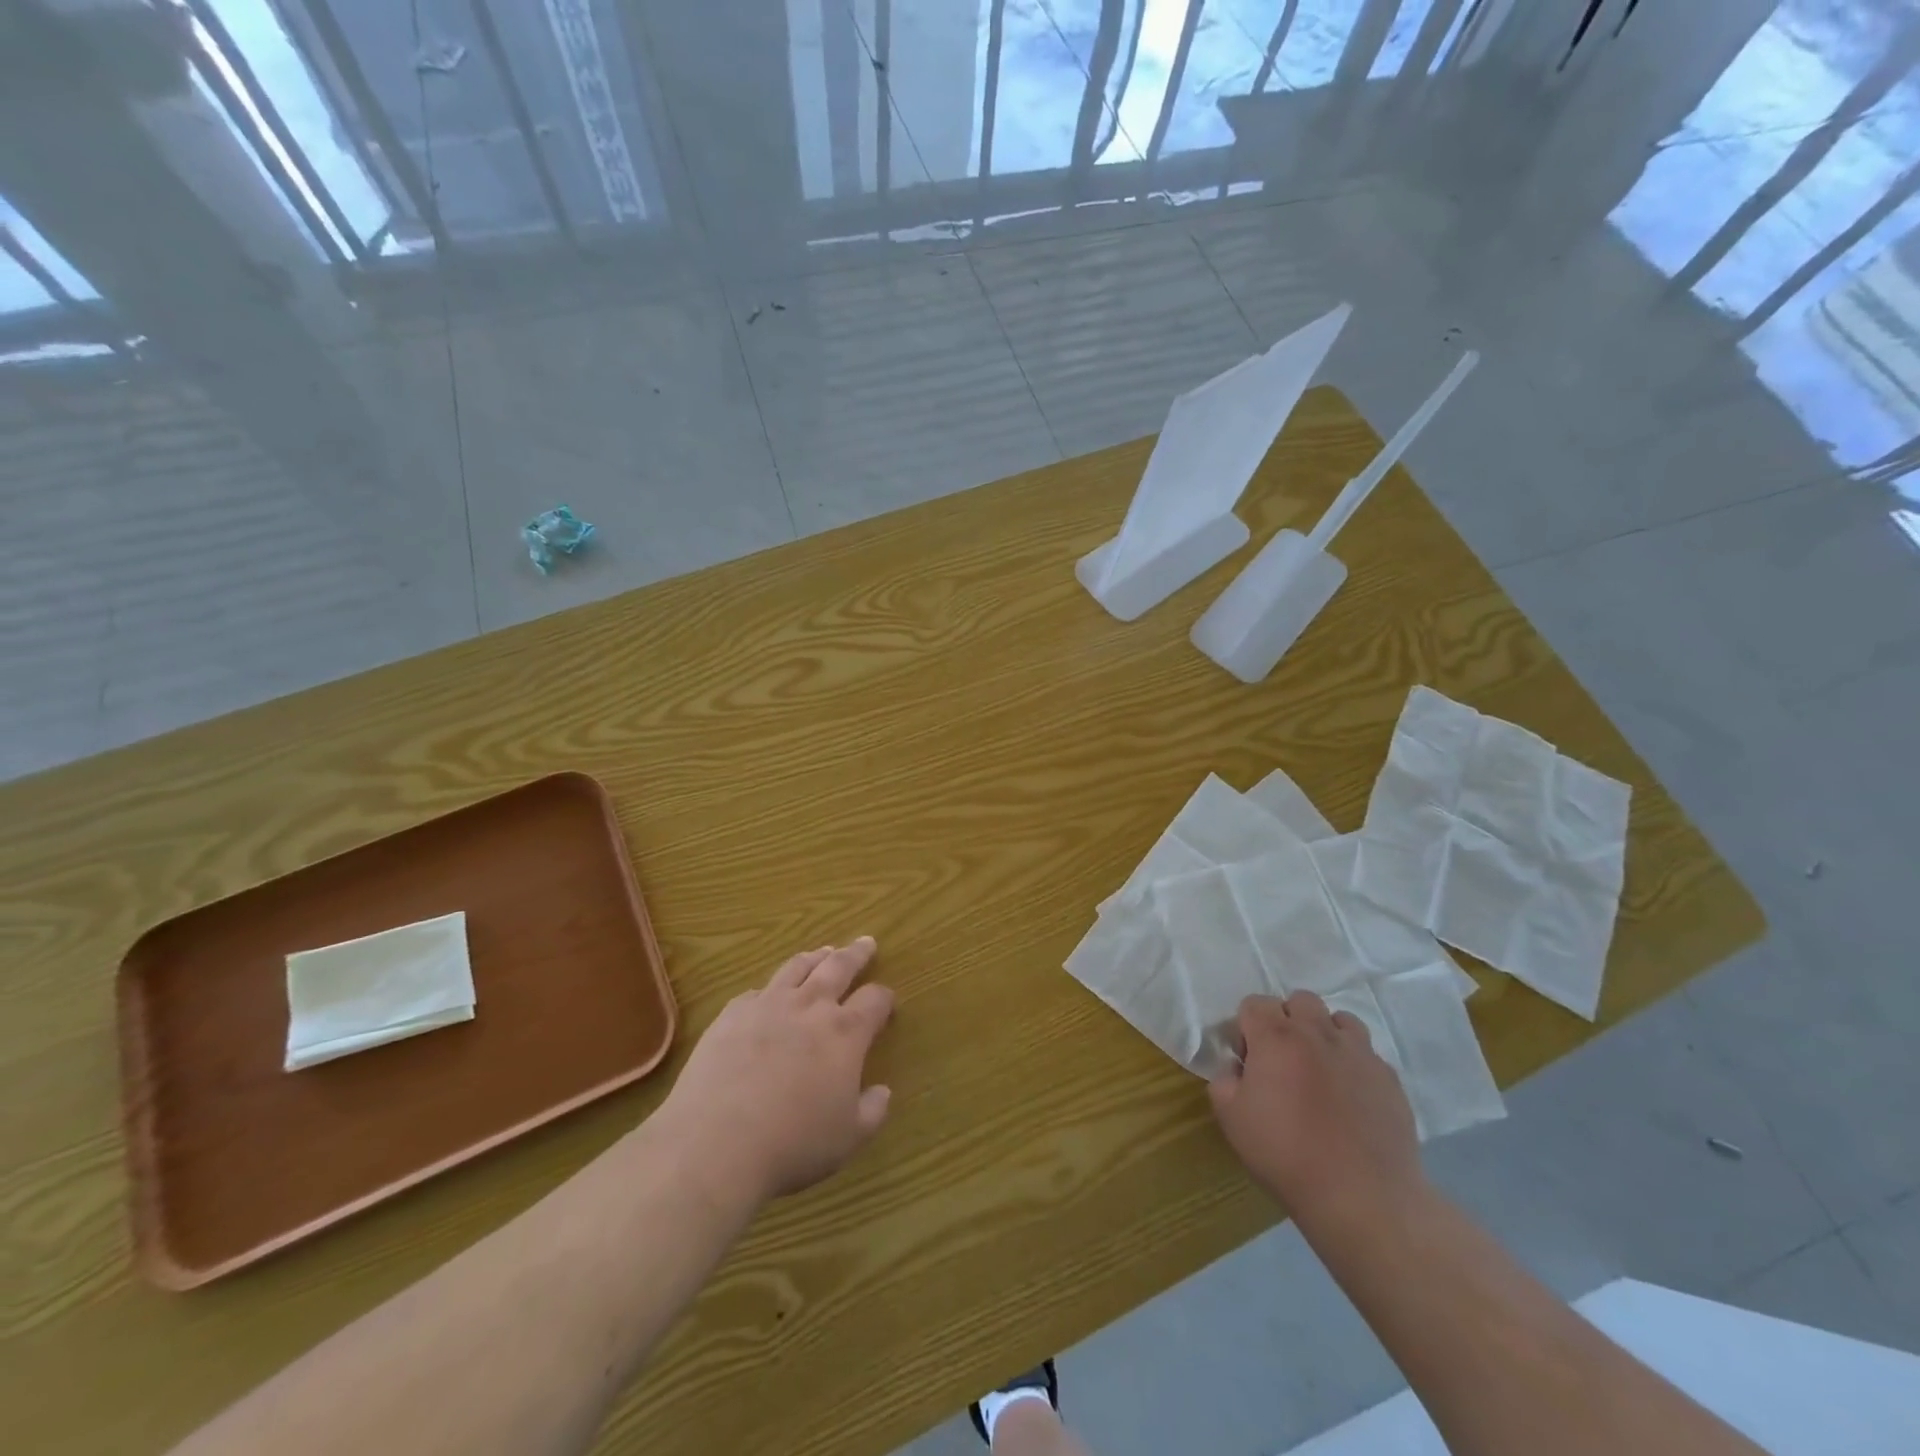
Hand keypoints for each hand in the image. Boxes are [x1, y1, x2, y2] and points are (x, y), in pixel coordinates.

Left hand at [662, 938, 894, 1206]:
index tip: (888, 1000)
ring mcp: (768, 1005)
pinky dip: (771, 987)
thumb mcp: (847, 1138)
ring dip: (815, 957)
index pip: (875, 1000)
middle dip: (856, 954)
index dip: (885, 997)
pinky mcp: (732, 1014)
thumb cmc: (792, 1144)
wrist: (715, 1142)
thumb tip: (883, 1092)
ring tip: (824, 951)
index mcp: (845, 1032)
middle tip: (865, 942)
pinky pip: (757, 991)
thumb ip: (872, 1112)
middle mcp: (810, 1007)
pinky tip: (769, 993)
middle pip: (839, 967)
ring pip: (797, 968)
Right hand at [1208, 992, 1423, 1227]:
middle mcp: (1318, 1033)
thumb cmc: (1287, 1154)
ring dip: (1324, 1035)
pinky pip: (1367, 1054)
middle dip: (1287, 1020)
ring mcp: (1359, 1053)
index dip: (1246, 1028)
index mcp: (1276, 1037)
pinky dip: (1353, 1064)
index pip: (1255, 1003)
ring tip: (1320, 1071)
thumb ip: (1224, 1079)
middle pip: (1300, 1000)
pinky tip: (1350, 1098)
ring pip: (1339, 1020)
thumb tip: (1237, 1067)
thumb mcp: (1231, 1118)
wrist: (1364, 1197)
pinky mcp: (1389, 1078)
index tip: (1248, 1061)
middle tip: (1283, 1060)